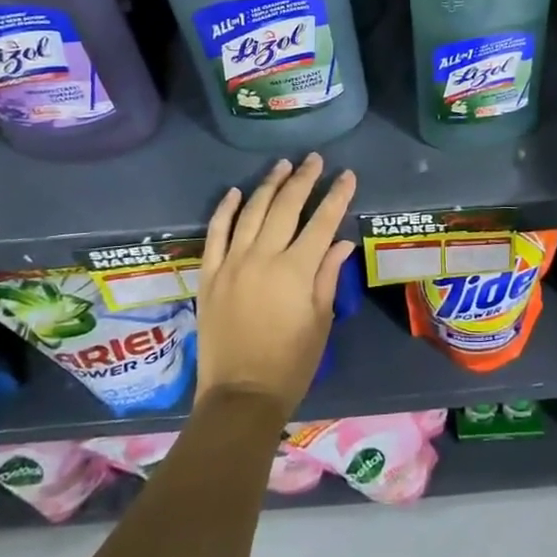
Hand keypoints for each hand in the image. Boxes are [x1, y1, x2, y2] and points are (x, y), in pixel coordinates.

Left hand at [194, 153, 356, 418]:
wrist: (240, 397)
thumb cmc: (291, 363)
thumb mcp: (320, 321)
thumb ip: (328, 275)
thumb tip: (340, 242)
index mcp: (296, 270)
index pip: (322, 222)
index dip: (337, 196)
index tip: (347, 175)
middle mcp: (263, 258)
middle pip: (285, 207)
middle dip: (303, 179)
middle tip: (314, 159)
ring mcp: (231, 264)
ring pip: (251, 212)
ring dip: (268, 185)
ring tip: (282, 165)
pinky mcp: (209, 275)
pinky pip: (215, 234)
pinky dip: (225, 210)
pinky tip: (235, 192)